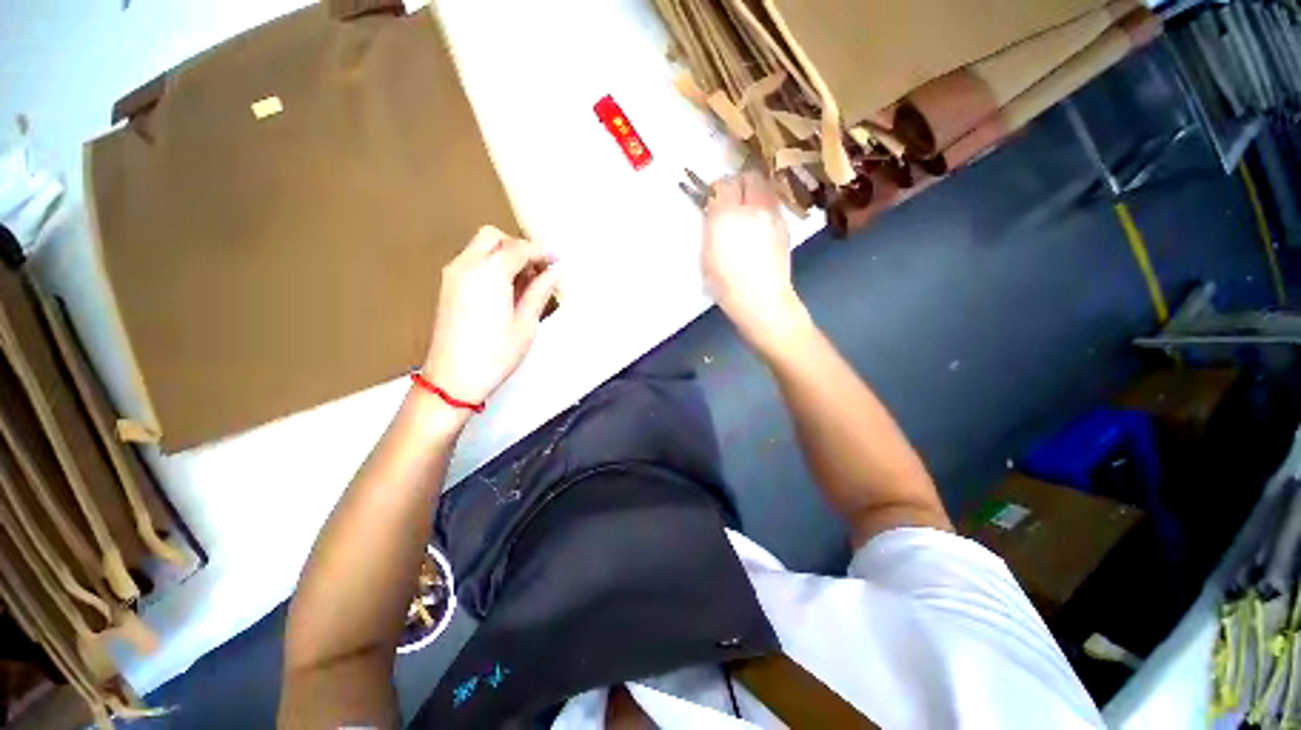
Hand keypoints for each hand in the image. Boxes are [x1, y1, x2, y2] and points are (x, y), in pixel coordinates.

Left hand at [423, 226, 558, 405]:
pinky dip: (491, 265)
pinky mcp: (448, 287)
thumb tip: (555, 272)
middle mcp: (466, 266)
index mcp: (489, 273)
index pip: (519, 248)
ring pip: (480, 247)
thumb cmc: (494, 355)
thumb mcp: (525, 324)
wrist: (453, 379)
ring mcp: (453, 275)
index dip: (542, 252)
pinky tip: (506, 289)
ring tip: (526, 283)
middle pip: (494, 237)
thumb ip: (540, 292)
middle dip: (519, 247)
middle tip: (539, 269)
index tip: (558, 260)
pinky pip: (472, 262)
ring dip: (505, 255)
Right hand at [701, 172, 807, 354]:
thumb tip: (714, 212)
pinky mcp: (785, 227)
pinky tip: (759, 226)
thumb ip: (711, 227)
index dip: (717, 190)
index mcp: (726, 216)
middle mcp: (752, 208)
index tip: (712, 200)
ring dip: (753, 192)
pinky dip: (764, 207)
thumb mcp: (706, 256)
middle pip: (749, 176)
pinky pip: (773, 205)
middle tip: (730, 199)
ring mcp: (773, 216)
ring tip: (746, 210)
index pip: (723, 184)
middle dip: (738, 183)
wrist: (762, 300)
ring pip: (765, 187)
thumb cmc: (726, 285)